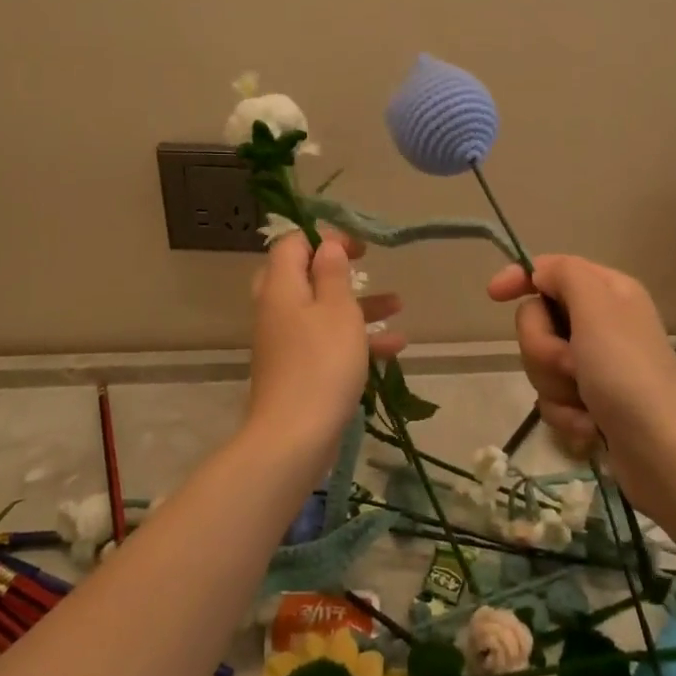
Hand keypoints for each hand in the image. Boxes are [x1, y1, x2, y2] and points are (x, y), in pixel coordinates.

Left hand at [249, 232, 404, 467]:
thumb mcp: (337, 309)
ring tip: (398, 304)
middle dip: (338, 270)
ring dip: (358, 305)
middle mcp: (277, 310)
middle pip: (303, 276)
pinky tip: (394, 347)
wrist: (294, 438)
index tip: (358, 246)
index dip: (324, 237)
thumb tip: (326, 245)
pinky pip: (326, 342)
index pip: (292, 243)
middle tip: (364, 265)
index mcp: (281, 287)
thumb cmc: (322, 363)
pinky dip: (356, 340)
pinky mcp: (297, 370)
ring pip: (321, 310)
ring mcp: (286, 342)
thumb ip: (333, 273)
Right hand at [487, 254, 675, 515]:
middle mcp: (601, 322)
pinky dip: (565, 413)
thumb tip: (540, 273)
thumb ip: (565, 274)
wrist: (664, 454)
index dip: (520, 278)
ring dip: (554, 385)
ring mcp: (596, 364)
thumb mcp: (597, 308)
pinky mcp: (591, 401)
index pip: (550, 269)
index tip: (493, 296)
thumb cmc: (627, 373)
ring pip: (540, 361)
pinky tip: (590, 427)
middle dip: (543, 348)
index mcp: (607, 291)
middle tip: (571, 365)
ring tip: (585, 402)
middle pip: (538, 319)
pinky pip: (552, 396)